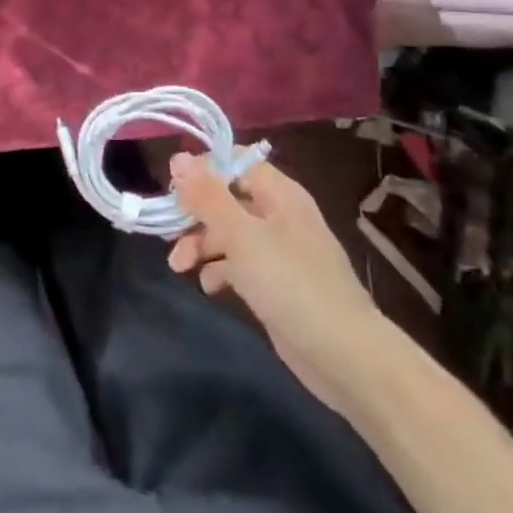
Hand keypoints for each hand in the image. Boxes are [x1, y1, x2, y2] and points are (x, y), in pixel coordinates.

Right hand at [166, 153, 391, 412]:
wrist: (343, 354)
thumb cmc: (290, 283)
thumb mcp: (240, 235)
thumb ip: (207, 196)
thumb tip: (178, 158)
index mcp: (279, 194)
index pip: (235, 162)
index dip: (202, 170)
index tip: (172, 190)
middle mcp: (279, 215)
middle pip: (227, 199)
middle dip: (195, 215)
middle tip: (169, 235)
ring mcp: (279, 251)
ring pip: (229, 233)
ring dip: (201, 244)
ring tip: (180, 268)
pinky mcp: (276, 282)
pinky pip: (239, 264)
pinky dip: (220, 269)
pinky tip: (209, 286)